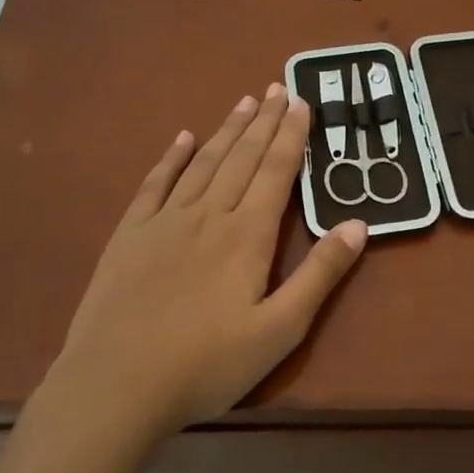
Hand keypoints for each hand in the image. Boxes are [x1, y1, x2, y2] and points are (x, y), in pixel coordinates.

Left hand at [36, 84, 366, 440]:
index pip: (276, 172)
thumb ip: (320, 275)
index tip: (300, 102)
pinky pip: (155, 184)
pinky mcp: (129, 236)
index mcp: (247, 236)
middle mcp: (208, 215)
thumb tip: (359, 224)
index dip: (291, 135)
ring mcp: (164, 222)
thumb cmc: (207, 365)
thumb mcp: (280, 330)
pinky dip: (172, 158)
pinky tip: (183, 138)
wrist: (115, 385)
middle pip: (242, 158)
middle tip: (277, 87)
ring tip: (244, 102)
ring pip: (204, 163)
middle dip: (263, 121)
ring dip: (227, 131)